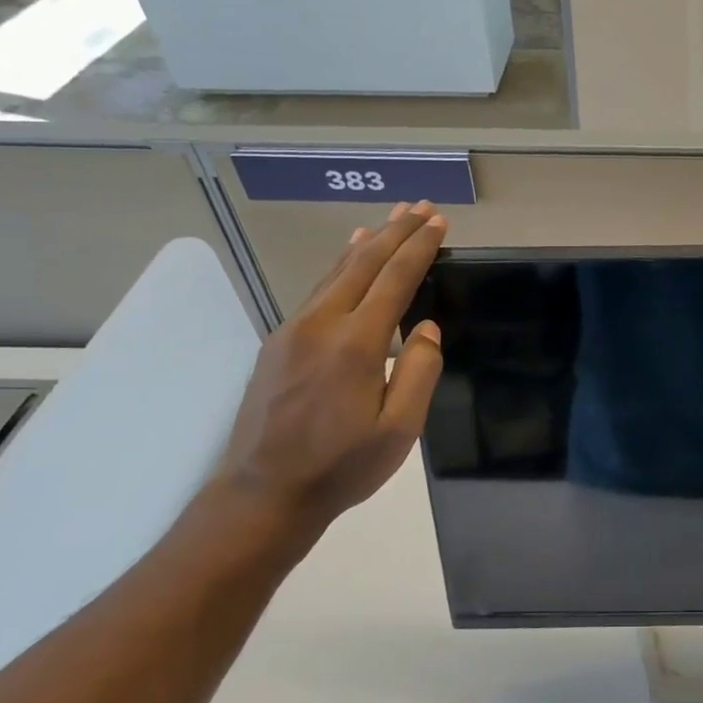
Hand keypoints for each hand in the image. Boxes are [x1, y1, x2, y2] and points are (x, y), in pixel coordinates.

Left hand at [210, 201, 446, 555]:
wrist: (263, 494)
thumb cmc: (341, 467)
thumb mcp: (399, 431)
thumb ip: (419, 372)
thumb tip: (425, 328)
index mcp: (356, 344)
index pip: (395, 279)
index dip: (419, 248)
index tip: (439, 223)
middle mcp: (321, 324)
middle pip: (363, 263)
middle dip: (396, 232)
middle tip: (421, 208)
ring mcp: (293, 331)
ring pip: (336, 271)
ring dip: (368, 241)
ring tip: (390, 219)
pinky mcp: (278, 343)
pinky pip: (317, 289)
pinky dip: (341, 264)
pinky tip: (348, 256)